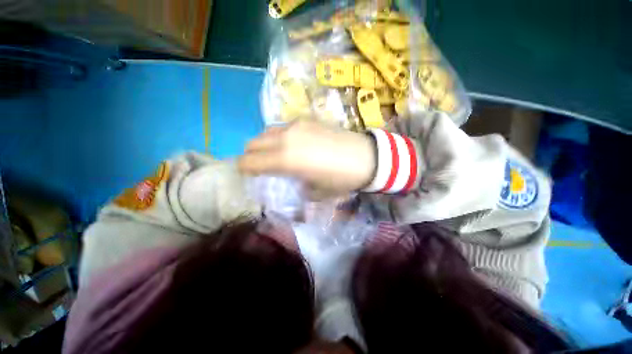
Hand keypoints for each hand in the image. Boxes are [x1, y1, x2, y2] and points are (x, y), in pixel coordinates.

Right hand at [238, 121, 375, 195]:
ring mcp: (296, 125)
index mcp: (285, 159)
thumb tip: (292, 179)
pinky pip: (283, 127)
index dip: (244, 169)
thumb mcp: (315, 191)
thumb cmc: (340, 179)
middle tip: (261, 165)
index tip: (248, 174)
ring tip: (277, 153)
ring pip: (267, 132)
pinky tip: (295, 144)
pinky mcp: (307, 119)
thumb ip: (297, 185)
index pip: (249, 161)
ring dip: (265, 144)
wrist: (366, 157)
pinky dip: (280, 136)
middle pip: (253, 143)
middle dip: (252, 155)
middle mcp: (285, 138)